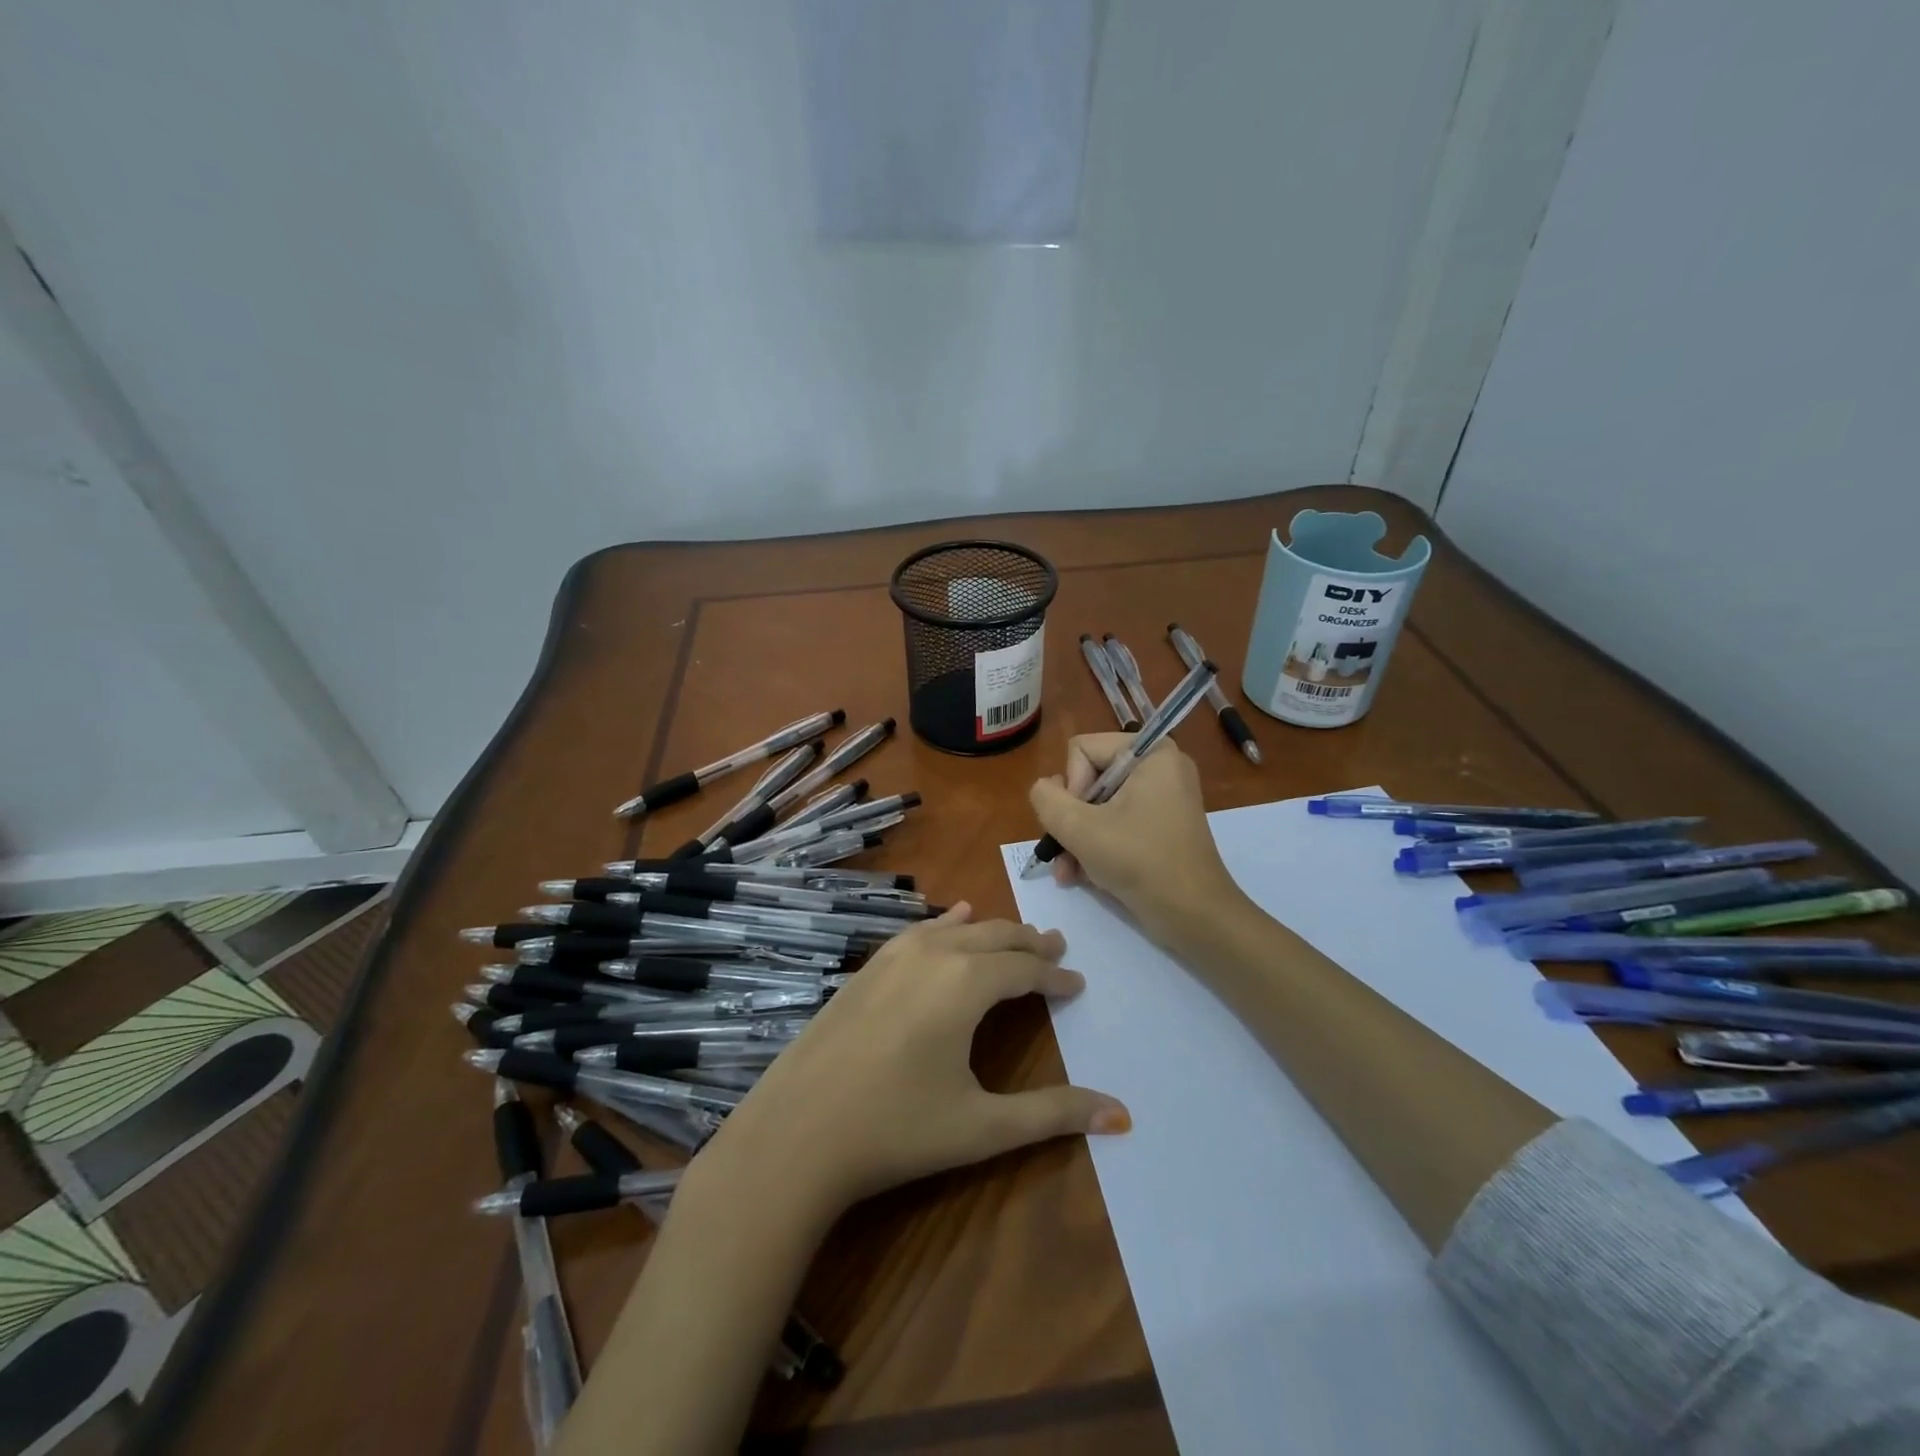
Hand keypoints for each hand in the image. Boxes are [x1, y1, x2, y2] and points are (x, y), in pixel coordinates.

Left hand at [694, 904, 1128, 1223]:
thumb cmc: (896, 1130)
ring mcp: (893, 956)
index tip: (1077, 984)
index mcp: (966, 982)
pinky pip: (920, 932)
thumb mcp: (983, 1127)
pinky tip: (953, 918)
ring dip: (992, 933)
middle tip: (1057, 948)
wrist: (795, 1133)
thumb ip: (1054, 1115)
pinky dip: (947, 924)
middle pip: (994, 938)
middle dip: (1029, 943)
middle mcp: (933, 954)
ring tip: (1016, 936)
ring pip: (957, 929)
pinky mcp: (866, 967)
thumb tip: (1123, 1117)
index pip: (1025, 969)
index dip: (1055, 975)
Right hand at [1027, 734, 1243, 947]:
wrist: (1194, 915)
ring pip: (1098, 805)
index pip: (1082, 750)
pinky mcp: (1161, 825)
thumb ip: (1047, 799)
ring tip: (1068, 872)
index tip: (1079, 823)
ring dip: (1077, 838)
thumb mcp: (1079, 828)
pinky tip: (1082, 875)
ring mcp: (1162, 797)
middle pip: (1089, 778)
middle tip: (1066, 853)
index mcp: (1151, 753)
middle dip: (1071, 819)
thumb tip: (1044, 788)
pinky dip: (1097, 845)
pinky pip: (1116, 822)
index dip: (1071, 787)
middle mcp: (1159, 767)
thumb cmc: (1140, 862)